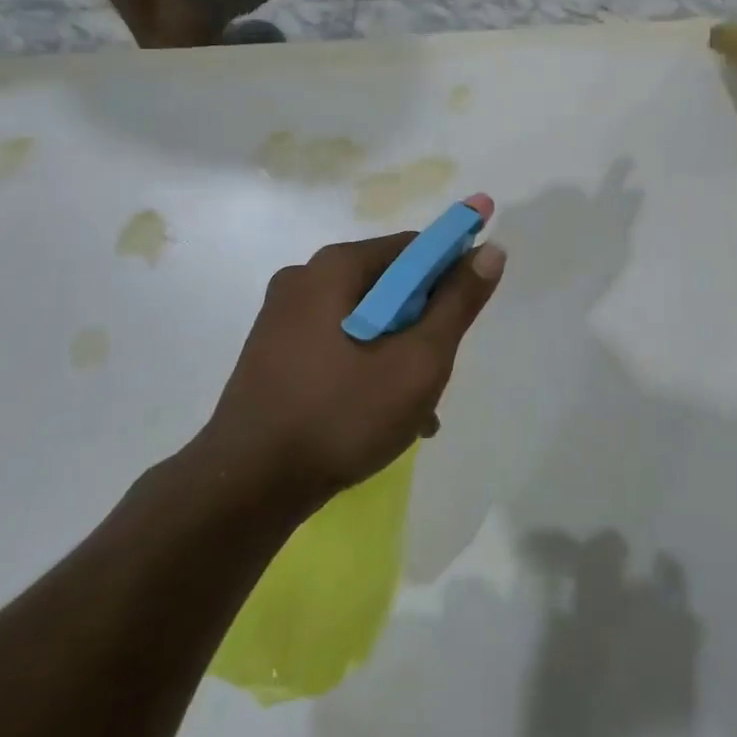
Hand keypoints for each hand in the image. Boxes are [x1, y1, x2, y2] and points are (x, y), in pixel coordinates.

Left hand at [204, 196, 506, 505]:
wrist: (246, 488)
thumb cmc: (341, 416)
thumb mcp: (417, 361)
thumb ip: (457, 303)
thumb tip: (491, 250)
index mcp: (334, 267)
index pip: (413, 248)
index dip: (451, 272)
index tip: (468, 314)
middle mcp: (303, 279)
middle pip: (388, 285)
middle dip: (423, 325)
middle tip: (439, 372)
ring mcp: (282, 317)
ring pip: (365, 320)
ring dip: (398, 353)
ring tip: (417, 409)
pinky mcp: (272, 353)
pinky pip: (337, 343)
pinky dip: (366, 367)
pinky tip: (382, 416)